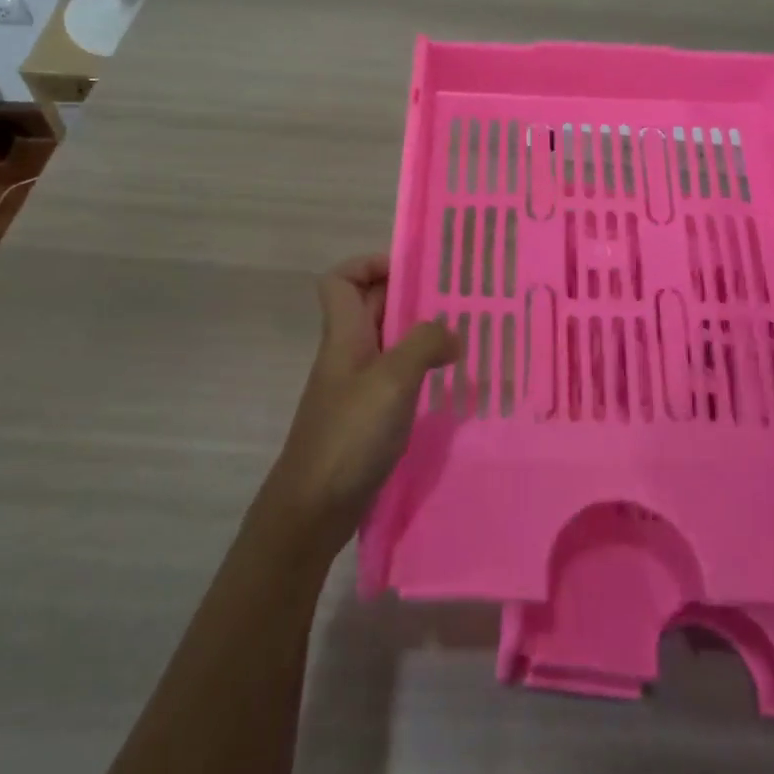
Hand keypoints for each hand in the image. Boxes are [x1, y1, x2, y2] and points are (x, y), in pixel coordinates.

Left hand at [263, 254, 460, 553]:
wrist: (313, 509)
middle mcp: (347, 353)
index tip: (413, 271)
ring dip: (418, 334)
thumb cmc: (349, 435)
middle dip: (408, 296)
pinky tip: (447, 381)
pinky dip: (418, 370)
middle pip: (369, 306)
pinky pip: (394, 376)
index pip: (341, 279)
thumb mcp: (392, 381)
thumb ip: (424, 345)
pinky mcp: (366, 416)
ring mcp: (355, 386)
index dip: (370, 264)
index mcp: (344, 335)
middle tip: (454, 300)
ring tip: (461, 337)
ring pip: (386, 341)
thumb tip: (452, 332)